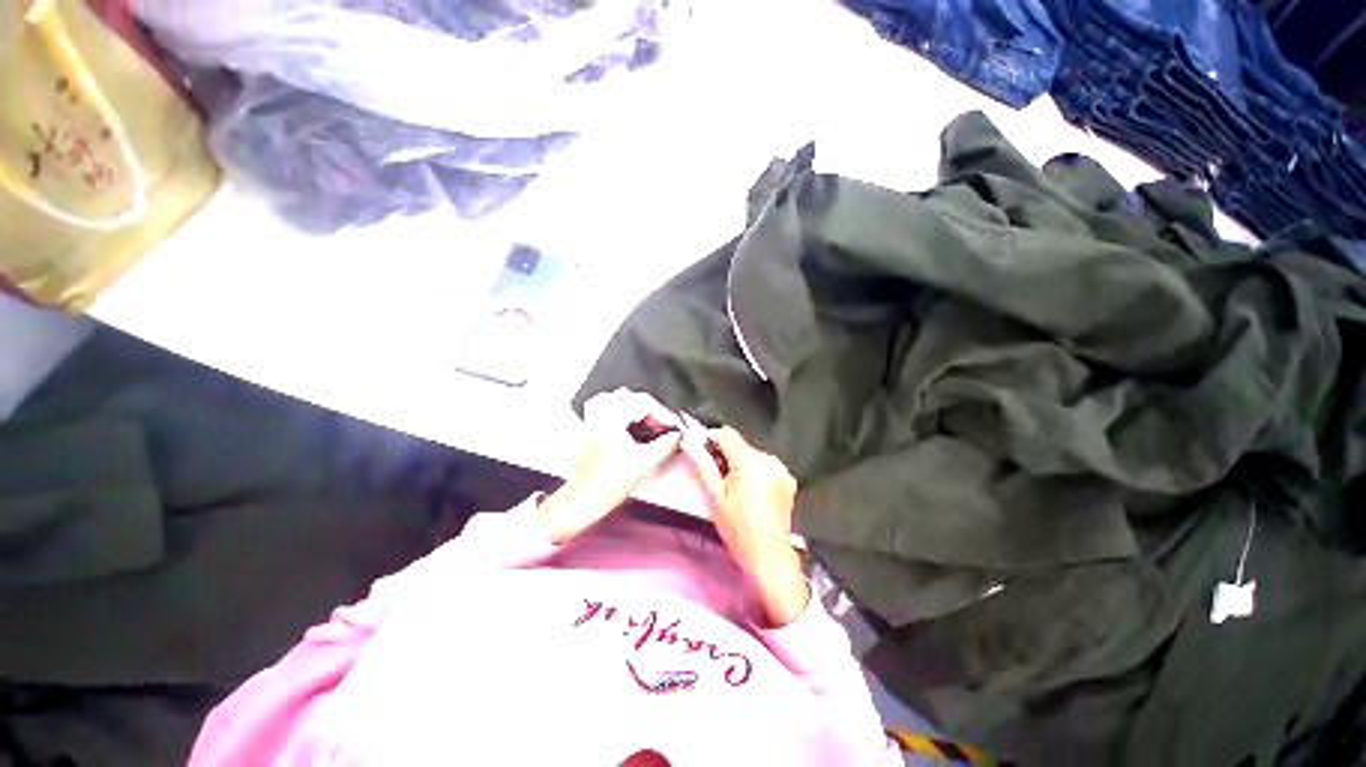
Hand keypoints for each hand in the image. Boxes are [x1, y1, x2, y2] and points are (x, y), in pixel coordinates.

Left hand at [539, 389, 682, 543]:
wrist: (586, 499)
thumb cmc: (607, 484)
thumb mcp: (645, 462)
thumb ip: (666, 445)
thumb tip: (676, 436)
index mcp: (611, 418)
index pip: (643, 403)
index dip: (663, 414)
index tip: (673, 425)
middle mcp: (599, 415)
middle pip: (630, 397)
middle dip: (651, 410)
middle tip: (663, 425)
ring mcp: (593, 421)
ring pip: (617, 400)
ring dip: (636, 409)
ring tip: (650, 423)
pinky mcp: (591, 429)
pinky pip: (608, 410)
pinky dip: (624, 414)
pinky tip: (634, 427)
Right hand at [682, 425, 808, 626]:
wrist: (769, 556)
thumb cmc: (738, 529)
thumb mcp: (714, 496)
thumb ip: (702, 464)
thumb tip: (689, 442)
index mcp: (749, 462)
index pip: (727, 433)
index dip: (712, 439)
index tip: (704, 450)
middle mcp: (769, 460)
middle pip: (741, 445)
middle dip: (727, 455)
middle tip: (718, 476)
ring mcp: (780, 469)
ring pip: (752, 454)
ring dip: (741, 463)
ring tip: (735, 487)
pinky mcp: (787, 478)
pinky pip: (765, 465)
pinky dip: (755, 472)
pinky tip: (751, 491)